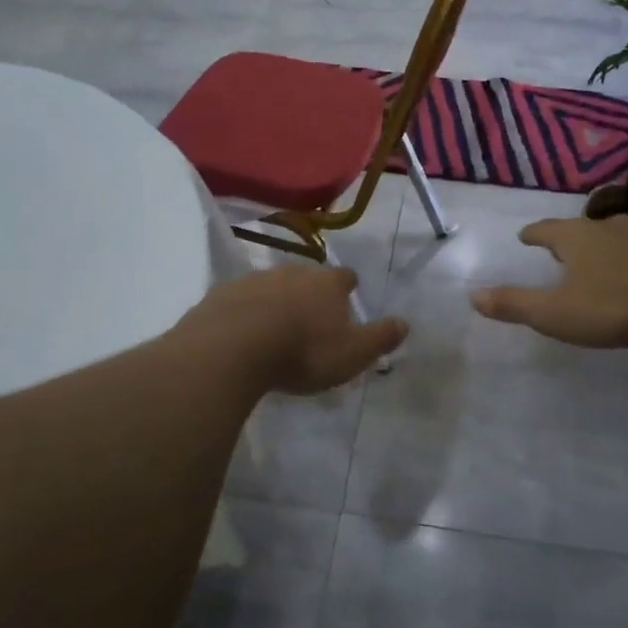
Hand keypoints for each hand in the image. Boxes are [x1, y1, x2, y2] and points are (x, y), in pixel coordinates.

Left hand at [184, 266, 406, 394]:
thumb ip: (379, 338)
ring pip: (271, 286)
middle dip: (310, 292)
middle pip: (306, 277)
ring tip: (276, 326)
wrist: (232, 347)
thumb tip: (405, 324)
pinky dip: (245, 311)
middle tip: (311, 315)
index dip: (347, 286)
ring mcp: (254, 280)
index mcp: (327, 284)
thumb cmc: (302, 352)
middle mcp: (292, 273)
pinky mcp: (222, 294)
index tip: (348, 294)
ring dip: (276, 301)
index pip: (344, 277)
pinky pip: (240, 300)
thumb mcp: (352, 354)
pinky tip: (242, 332)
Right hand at [470, 216, 627, 348]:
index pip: (546, 230)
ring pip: (616, 237)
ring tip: (599, 260)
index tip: (525, 236)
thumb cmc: (614, 305)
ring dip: (604, 247)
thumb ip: (515, 304)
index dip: (533, 234)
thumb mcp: (555, 313)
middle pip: (582, 229)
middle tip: (560, 249)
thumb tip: (472, 295)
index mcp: (576, 238)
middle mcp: (608, 228)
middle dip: (569, 239)